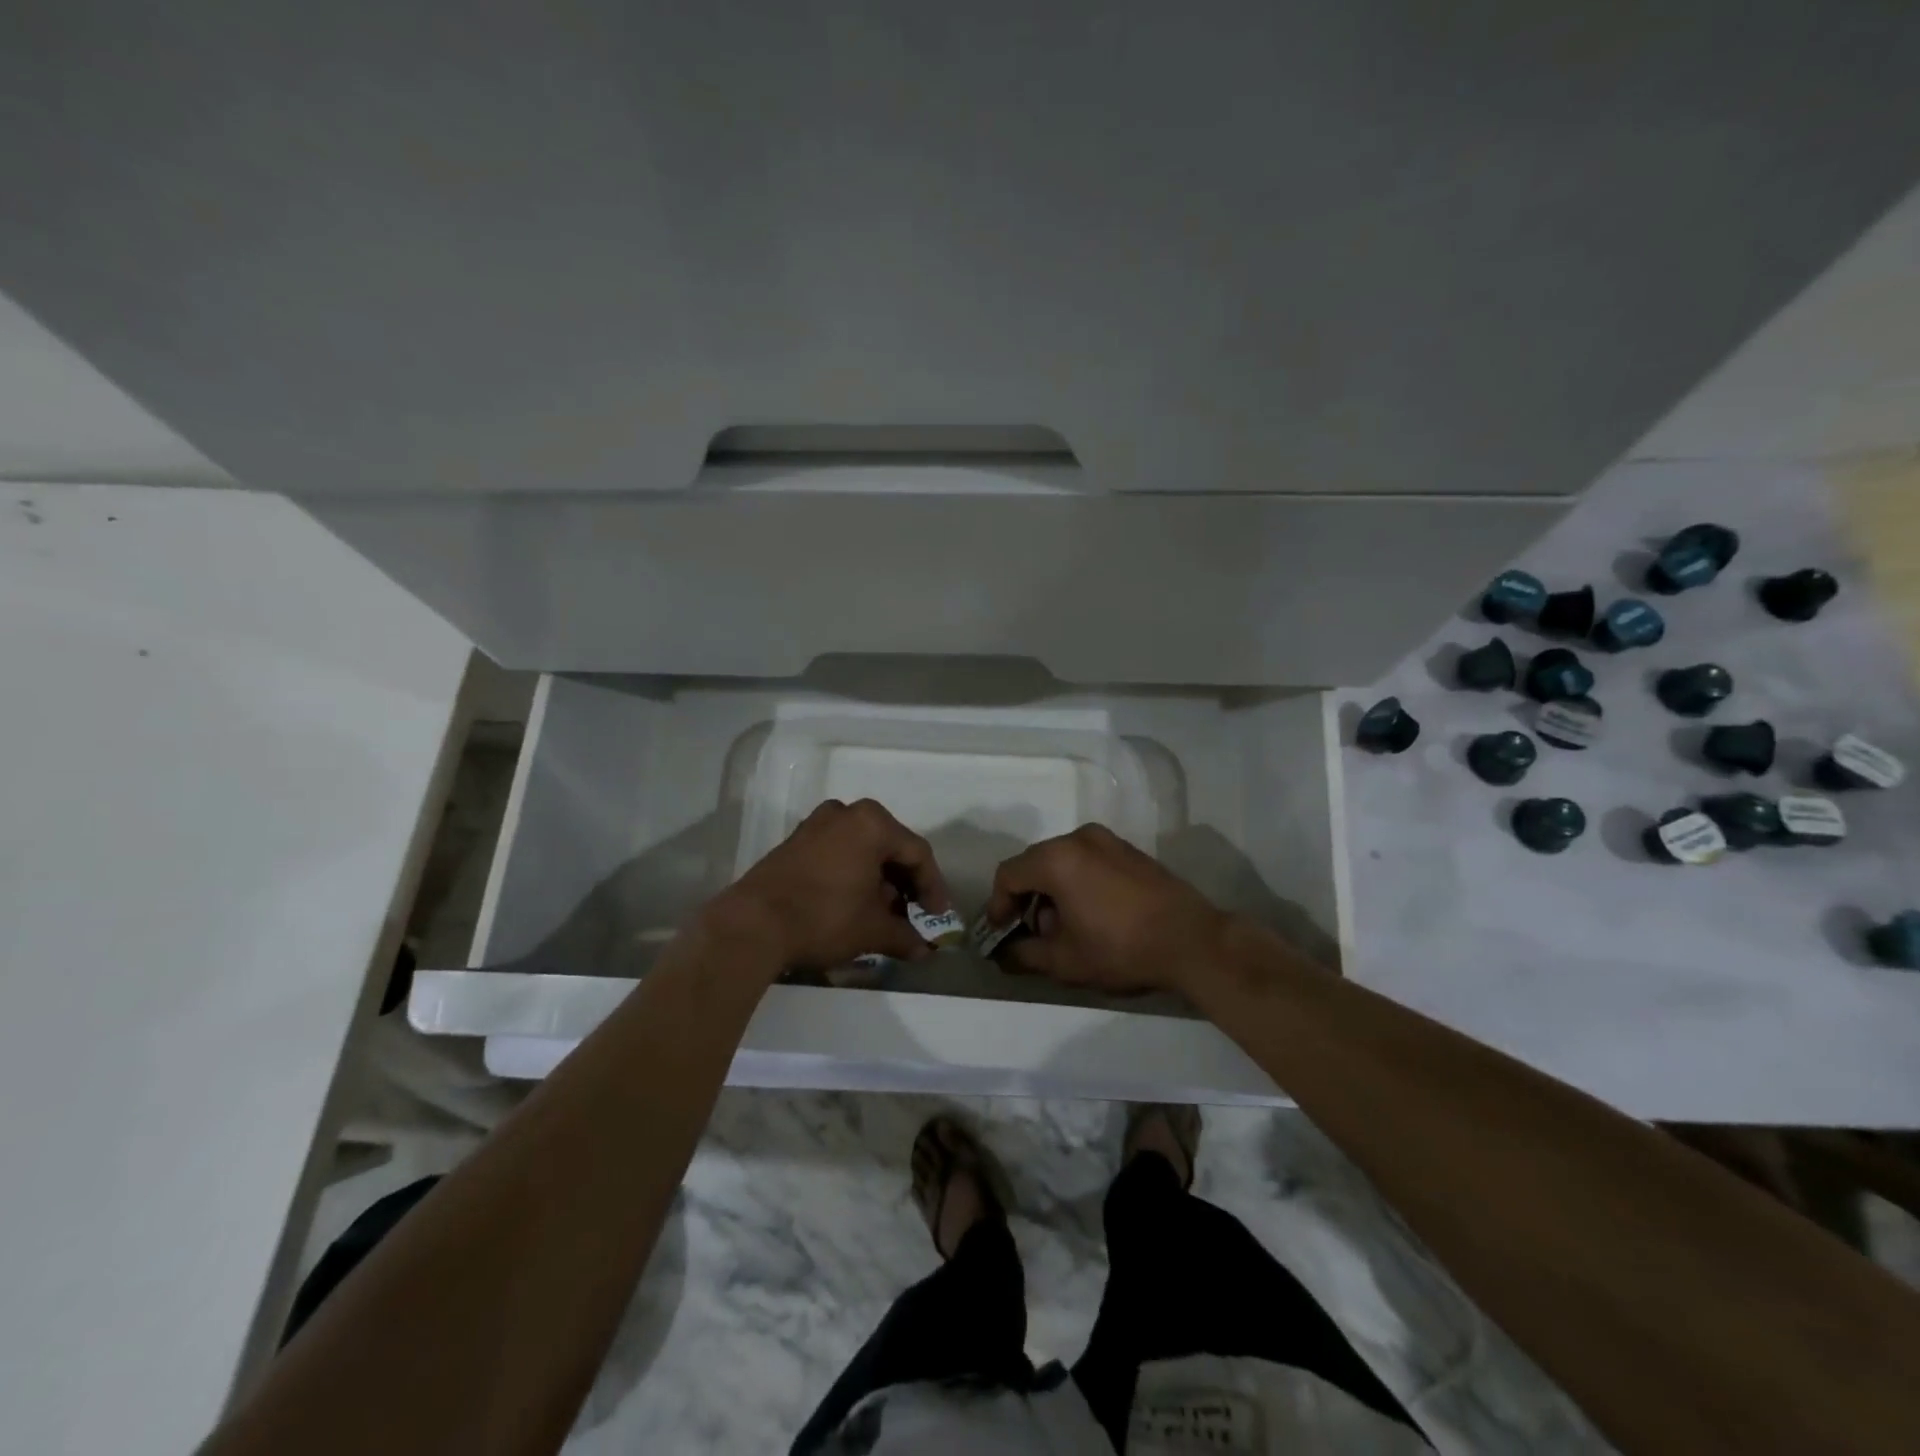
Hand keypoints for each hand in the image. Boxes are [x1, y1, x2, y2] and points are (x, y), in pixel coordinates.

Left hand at [712, 799, 950, 974]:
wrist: (752, 924)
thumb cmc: (824, 917)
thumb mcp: (872, 930)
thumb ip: (904, 936)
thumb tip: (924, 951)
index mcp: (872, 823)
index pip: (917, 853)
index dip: (933, 887)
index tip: (938, 917)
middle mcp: (846, 813)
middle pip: (889, 847)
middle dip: (904, 883)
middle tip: (913, 914)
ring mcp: (817, 824)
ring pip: (863, 849)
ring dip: (878, 880)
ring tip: (884, 914)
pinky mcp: (796, 841)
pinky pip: (838, 852)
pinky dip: (853, 874)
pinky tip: (855, 903)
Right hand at [984, 824, 1229, 995]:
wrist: (1192, 940)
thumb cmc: (1121, 948)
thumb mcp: (1065, 961)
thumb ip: (1025, 954)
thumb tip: (1003, 953)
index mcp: (1056, 859)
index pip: (1008, 874)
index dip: (998, 905)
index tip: (1001, 933)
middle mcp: (1078, 838)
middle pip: (1034, 863)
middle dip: (1026, 898)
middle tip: (1031, 933)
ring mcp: (1107, 840)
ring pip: (1062, 861)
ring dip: (1052, 890)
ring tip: (1064, 928)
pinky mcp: (1129, 850)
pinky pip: (1087, 860)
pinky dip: (1077, 881)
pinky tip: (1091, 914)